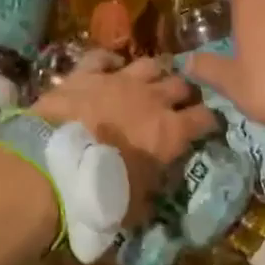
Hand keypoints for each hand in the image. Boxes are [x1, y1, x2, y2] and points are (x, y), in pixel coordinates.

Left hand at [32, 53, 217, 218]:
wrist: (54, 164)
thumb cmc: (100, 193)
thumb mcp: (136, 206)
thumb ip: (151, 190)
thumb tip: (154, 189)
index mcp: (170, 132)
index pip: (206, 118)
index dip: (210, 120)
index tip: (209, 125)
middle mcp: (151, 99)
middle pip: (181, 84)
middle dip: (185, 92)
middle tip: (181, 102)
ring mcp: (119, 80)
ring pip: (149, 64)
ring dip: (155, 72)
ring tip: (153, 80)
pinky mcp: (87, 72)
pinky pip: (103, 58)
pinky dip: (110, 61)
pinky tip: (111, 66)